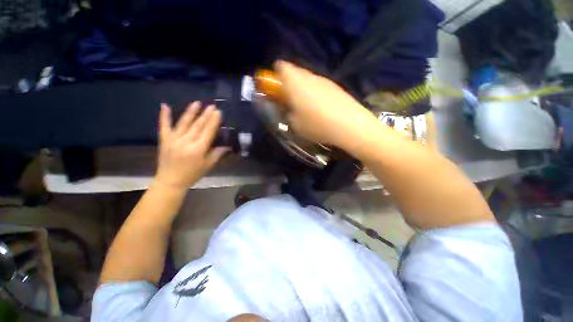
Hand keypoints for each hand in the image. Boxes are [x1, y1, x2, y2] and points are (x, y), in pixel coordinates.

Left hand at [155, 102, 227, 189]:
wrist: (171, 181)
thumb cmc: (192, 174)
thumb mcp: (208, 165)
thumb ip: (217, 153)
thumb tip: (227, 145)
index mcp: (198, 149)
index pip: (208, 131)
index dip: (213, 121)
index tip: (218, 112)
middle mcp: (186, 141)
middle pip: (198, 125)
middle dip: (206, 115)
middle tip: (212, 106)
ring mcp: (173, 139)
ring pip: (184, 123)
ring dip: (191, 112)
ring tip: (197, 103)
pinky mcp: (164, 140)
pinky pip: (164, 125)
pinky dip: (164, 115)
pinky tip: (164, 105)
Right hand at [274, 61, 378, 151]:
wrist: (349, 125)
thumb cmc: (316, 125)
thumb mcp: (295, 124)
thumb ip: (287, 113)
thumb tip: (287, 108)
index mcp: (295, 83)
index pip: (281, 67)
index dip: (276, 75)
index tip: (276, 88)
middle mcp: (309, 76)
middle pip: (295, 72)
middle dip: (289, 83)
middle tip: (289, 99)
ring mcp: (324, 80)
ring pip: (308, 79)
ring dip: (303, 88)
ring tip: (304, 105)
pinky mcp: (335, 86)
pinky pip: (319, 85)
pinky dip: (315, 92)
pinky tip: (319, 107)